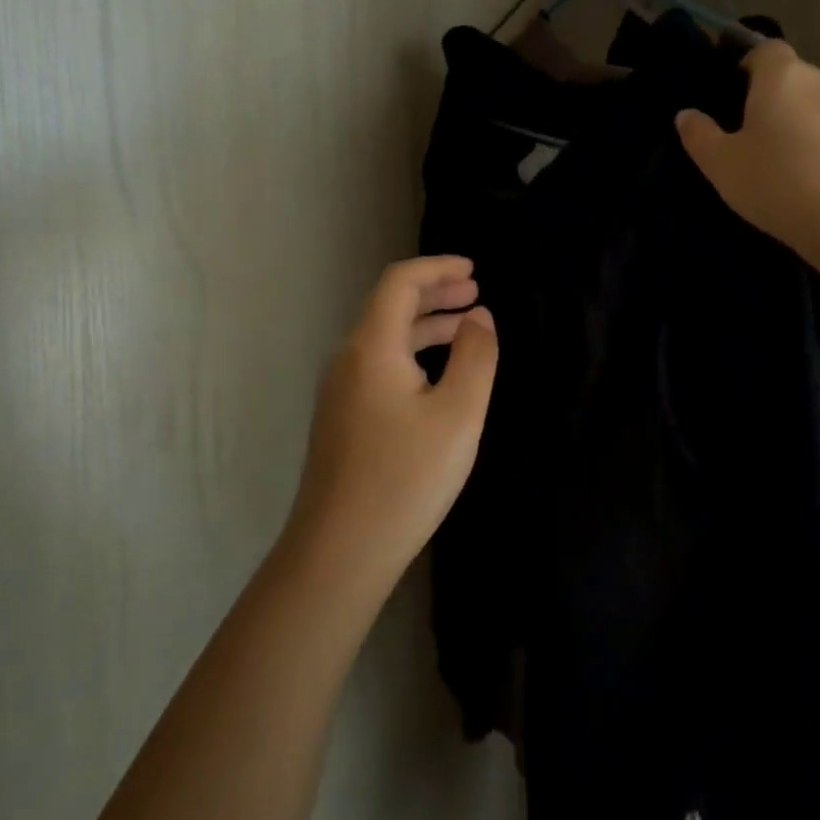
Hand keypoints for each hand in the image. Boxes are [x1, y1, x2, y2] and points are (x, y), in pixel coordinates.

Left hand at [286, 257, 497, 588]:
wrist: (339, 552)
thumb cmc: (406, 478)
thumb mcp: (458, 414)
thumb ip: (475, 356)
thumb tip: (480, 317)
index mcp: (372, 347)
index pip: (400, 282)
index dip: (438, 267)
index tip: (473, 271)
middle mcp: (348, 359)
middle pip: (389, 306)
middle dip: (434, 293)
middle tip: (475, 294)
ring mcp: (339, 391)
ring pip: (384, 338)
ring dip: (425, 326)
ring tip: (466, 331)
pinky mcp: (341, 419)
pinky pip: (378, 365)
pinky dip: (412, 354)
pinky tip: (436, 377)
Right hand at [676, 41, 819, 260]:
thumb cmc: (778, 182)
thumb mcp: (722, 165)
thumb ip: (700, 135)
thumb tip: (686, 114)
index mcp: (782, 76)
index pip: (765, 50)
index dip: (748, 67)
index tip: (733, 97)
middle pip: (794, 79)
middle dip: (775, 100)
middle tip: (754, 139)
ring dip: (804, 125)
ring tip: (788, 165)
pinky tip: (819, 182)